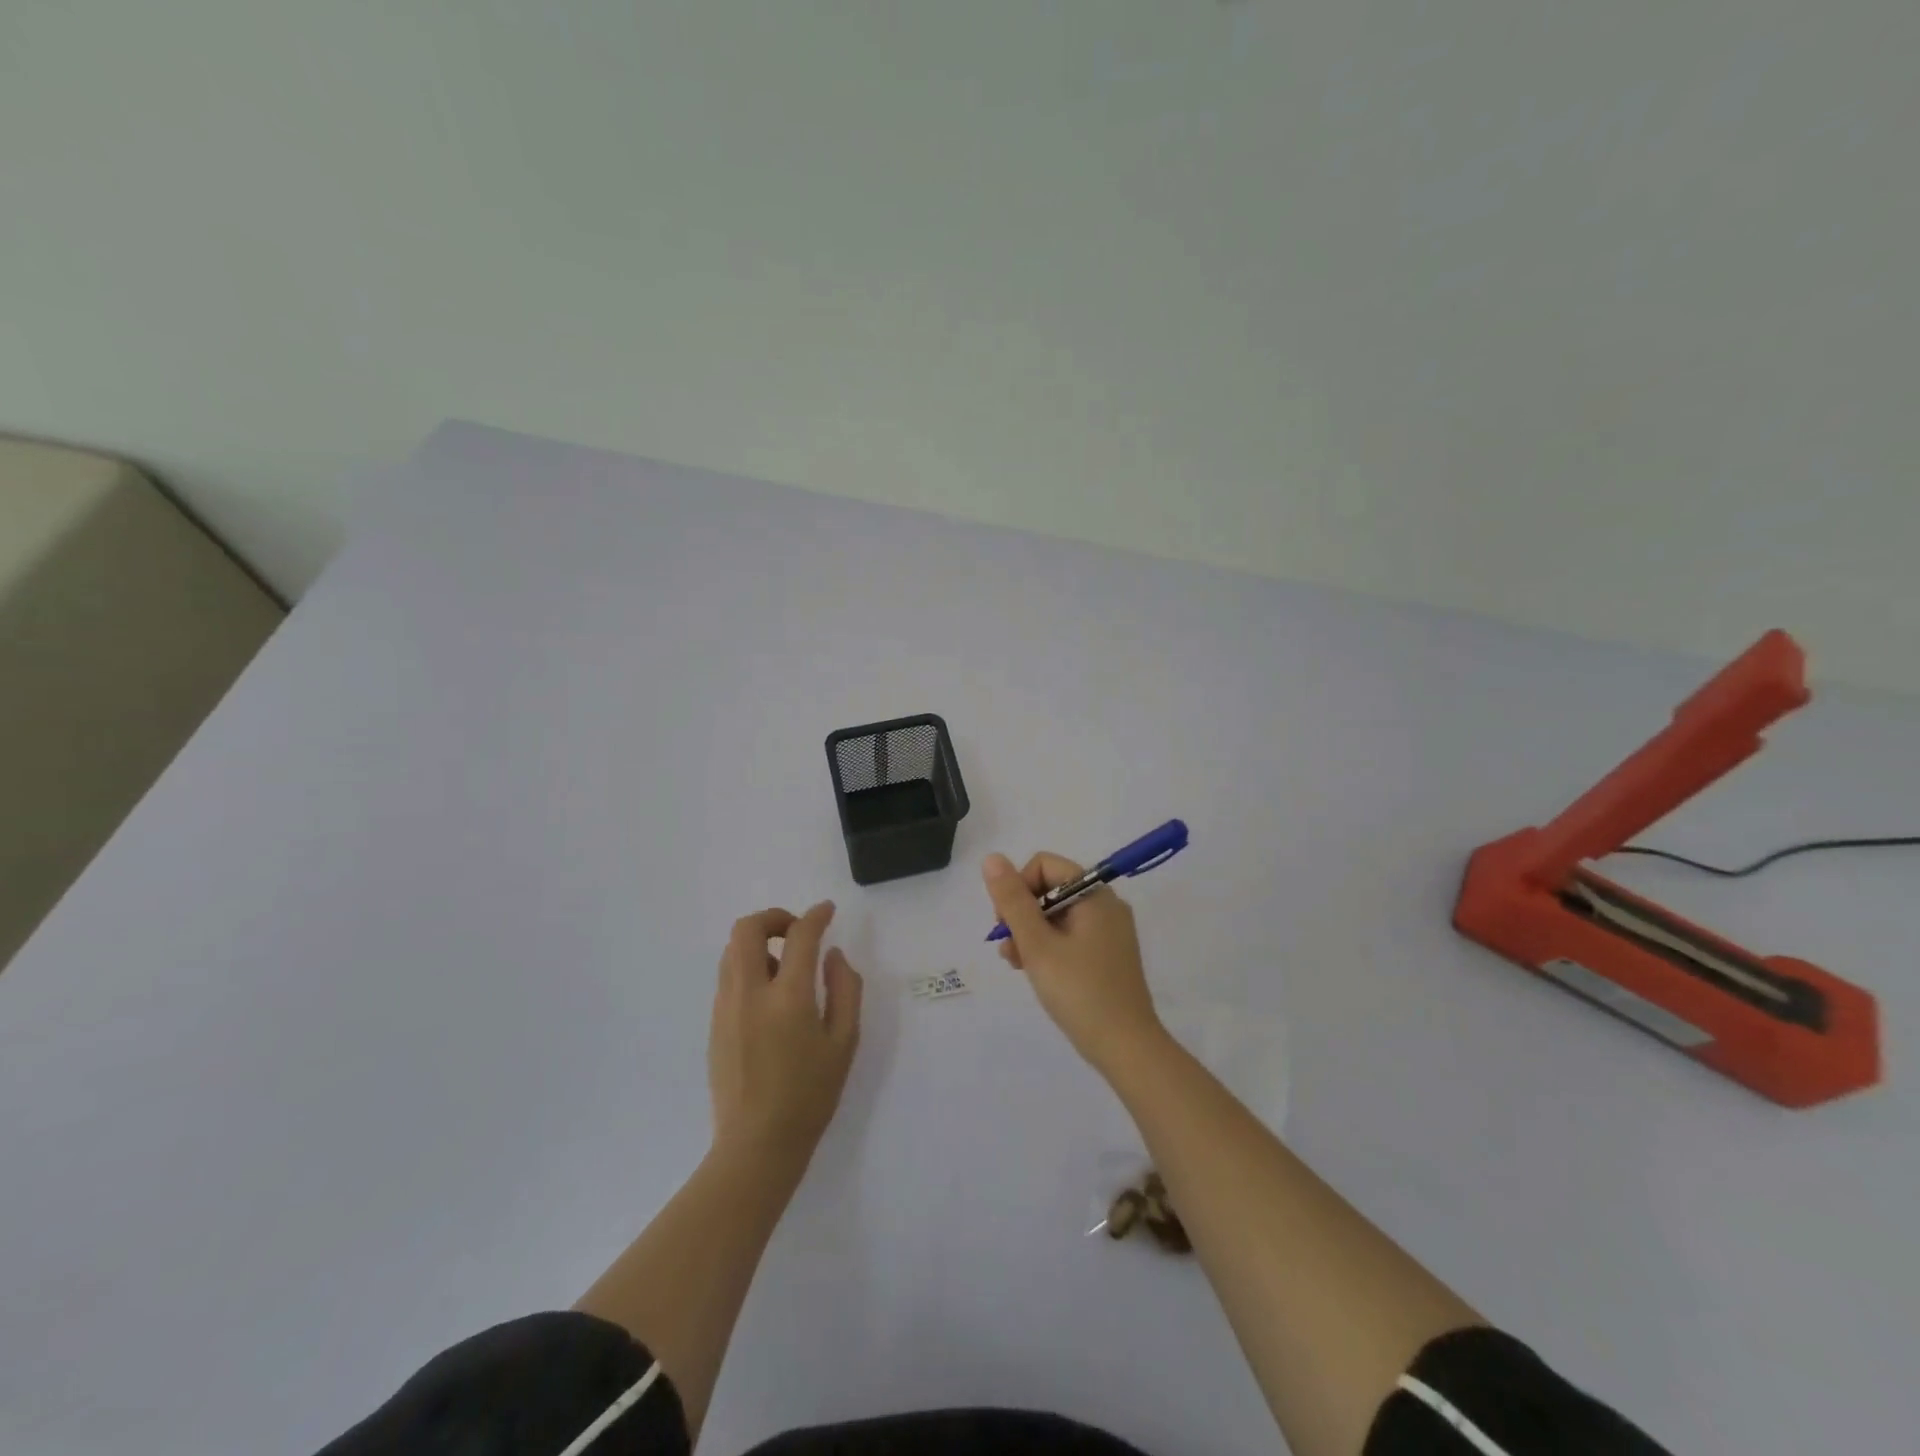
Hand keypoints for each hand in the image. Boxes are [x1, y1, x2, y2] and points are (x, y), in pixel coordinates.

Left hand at [708, 902, 862, 1171]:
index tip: (827, 911)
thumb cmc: (810, 1095)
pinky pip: (728, 976)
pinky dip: (748, 967)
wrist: (757, 1145)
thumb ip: (845, 990)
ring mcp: (725, 1008)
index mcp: (787, 998)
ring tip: (784, 965)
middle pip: (746, 930)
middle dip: (773, 918)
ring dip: (758, 943)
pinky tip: (770, 996)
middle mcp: (749, 994)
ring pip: (732, 951)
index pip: (799, 936)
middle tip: (796, 932)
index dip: (815, 916)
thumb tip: (832, 956)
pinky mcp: (714, 1024)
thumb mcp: (844, 1042)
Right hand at [983, 852, 1164, 1073]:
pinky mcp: (1108, 954)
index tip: (1007, 923)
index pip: (1044, 865)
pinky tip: (1035, 971)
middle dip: (1021, 914)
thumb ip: (1012, 900)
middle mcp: (1105, 905)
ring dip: (1030, 933)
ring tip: (1017, 964)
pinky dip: (1049, 946)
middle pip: (1050, 889)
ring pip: (1057, 914)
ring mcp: (1109, 931)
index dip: (1018, 886)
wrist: (1126, 1048)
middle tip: (1009, 949)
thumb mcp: (1037, 944)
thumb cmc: (1079, 991)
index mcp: (1094, 894)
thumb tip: (992, 858)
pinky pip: (1071, 935)